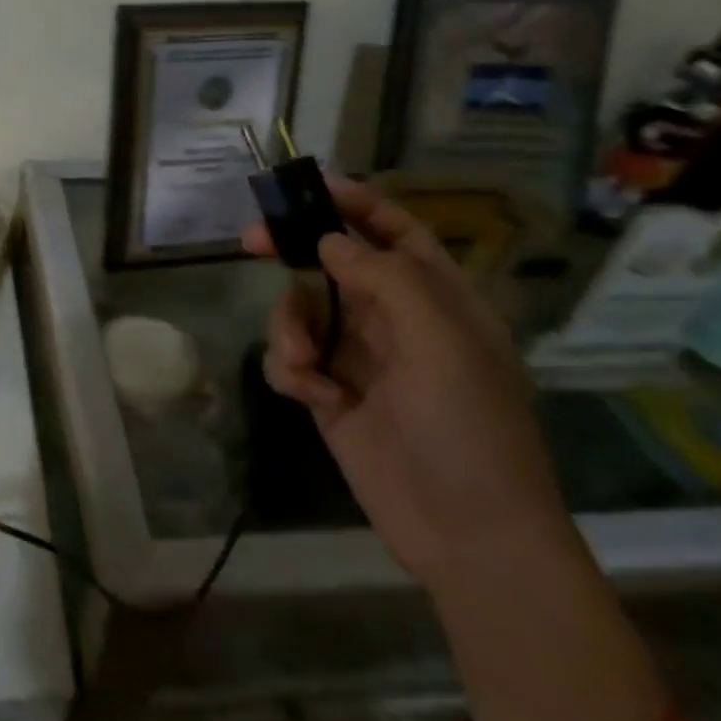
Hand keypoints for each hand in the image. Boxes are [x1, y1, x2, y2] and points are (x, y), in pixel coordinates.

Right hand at [248, 179, 667, 720]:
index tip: (306, 184)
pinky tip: (314, 396)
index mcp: (436, 298)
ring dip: (291, 328)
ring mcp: (360, 357)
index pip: (394, 231)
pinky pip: (291, 358)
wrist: (468, 535)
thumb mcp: (441, 344)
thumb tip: (329, 241)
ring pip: (302, 311)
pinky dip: (292, 369)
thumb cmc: (469, 430)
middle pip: (333, 263)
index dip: (354, 202)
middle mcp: (395, 319)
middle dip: (293, 251)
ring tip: (306, 365)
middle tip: (250, 241)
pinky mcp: (330, 393)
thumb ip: (385, 279)